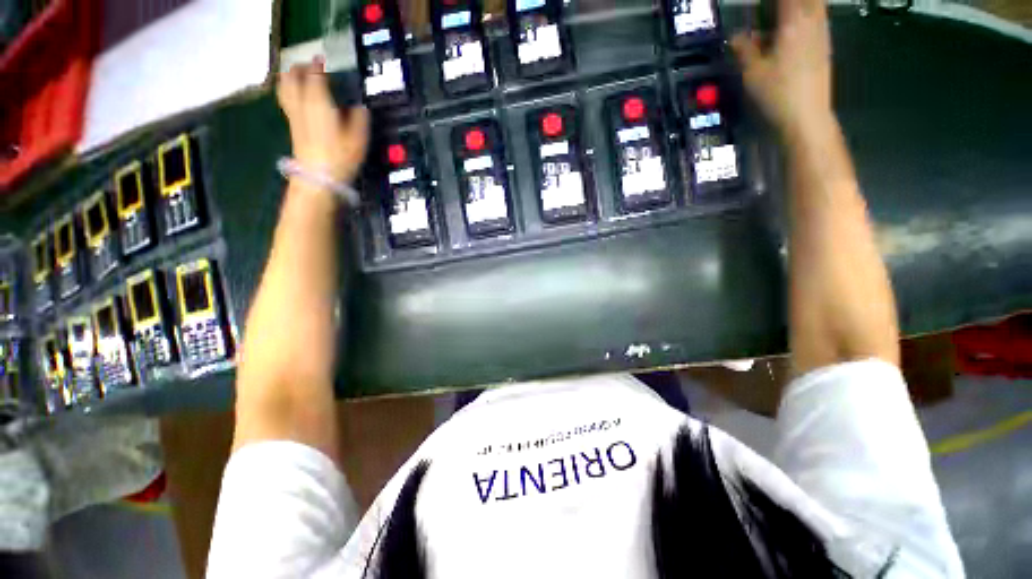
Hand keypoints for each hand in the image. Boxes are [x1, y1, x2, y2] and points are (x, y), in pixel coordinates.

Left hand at [277, 59, 369, 183]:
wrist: (318, 176)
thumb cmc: (340, 156)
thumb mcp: (359, 138)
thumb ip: (360, 118)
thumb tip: (360, 107)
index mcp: (318, 101)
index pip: (314, 75)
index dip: (318, 65)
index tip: (323, 60)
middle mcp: (302, 103)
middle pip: (293, 76)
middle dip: (300, 67)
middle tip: (309, 65)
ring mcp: (294, 114)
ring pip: (285, 86)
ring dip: (290, 77)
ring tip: (298, 75)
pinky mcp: (292, 125)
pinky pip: (286, 99)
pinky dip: (289, 91)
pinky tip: (296, 96)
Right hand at [731, 0, 833, 140]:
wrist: (807, 116)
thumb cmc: (777, 93)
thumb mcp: (752, 73)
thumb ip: (744, 49)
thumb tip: (736, 37)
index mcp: (792, 23)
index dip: (770, 1)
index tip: (759, 4)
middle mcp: (811, 22)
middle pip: (806, 0)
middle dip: (789, 4)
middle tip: (775, 10)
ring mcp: (822, 34)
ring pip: (816, 6)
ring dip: (801, 7)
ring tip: (784, 19)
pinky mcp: (825, 47)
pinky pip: (819, 20)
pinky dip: (809, 17)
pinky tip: (796, 29)